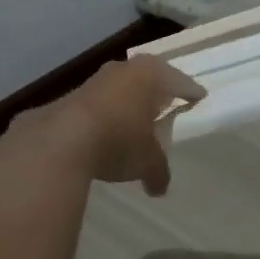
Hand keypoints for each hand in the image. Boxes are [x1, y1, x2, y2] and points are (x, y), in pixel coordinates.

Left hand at [57, 55, 205, 195]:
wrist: (60, 141)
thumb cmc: (119, 140)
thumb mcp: (147, 161)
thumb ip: (158, 172)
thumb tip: (159, 188)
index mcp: (149, 75)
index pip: (179, 81)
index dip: (190, 92)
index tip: (198, 98)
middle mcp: (122, 69)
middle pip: (146, 78)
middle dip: (155, 93)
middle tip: (165, 105)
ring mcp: (92, 81)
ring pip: (118, 89)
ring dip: (126, 103)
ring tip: (134, 121)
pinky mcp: (67, 97)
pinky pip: (96, 105)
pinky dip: (104, 116)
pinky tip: (105, 133)